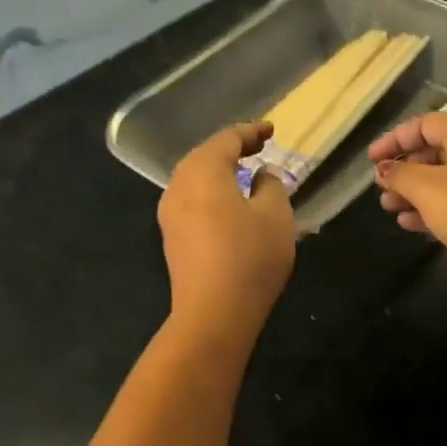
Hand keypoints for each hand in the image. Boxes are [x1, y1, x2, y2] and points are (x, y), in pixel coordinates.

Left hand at [159, 121, 295, 332]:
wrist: (214, 314)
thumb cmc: (250, 257)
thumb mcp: (276, 215)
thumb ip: (271, 185)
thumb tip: (261, 175)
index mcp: (203, 171)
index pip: (227, 139)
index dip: (251, 131)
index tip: (272, 131)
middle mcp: (179, 186)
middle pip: (205, 156)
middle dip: (232, 149)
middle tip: (259, 147)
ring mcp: (170, 214)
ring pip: (196, 179)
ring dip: (221, 172)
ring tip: (245, 173)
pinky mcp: (172, 238)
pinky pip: (193, 201)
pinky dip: (213, 193)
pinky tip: (230, 204)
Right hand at [368, 113, 446, 303]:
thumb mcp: (427, 188)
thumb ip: (400, 174)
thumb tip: (385, 169)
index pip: (426, 124)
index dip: (395, 139)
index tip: (371, 161)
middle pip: (437, 151)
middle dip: (405, 169)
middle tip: (381, 188)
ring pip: (446, 180)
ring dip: (415, 192)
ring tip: (389, 208)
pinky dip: (434, 210)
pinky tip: (411, 224)